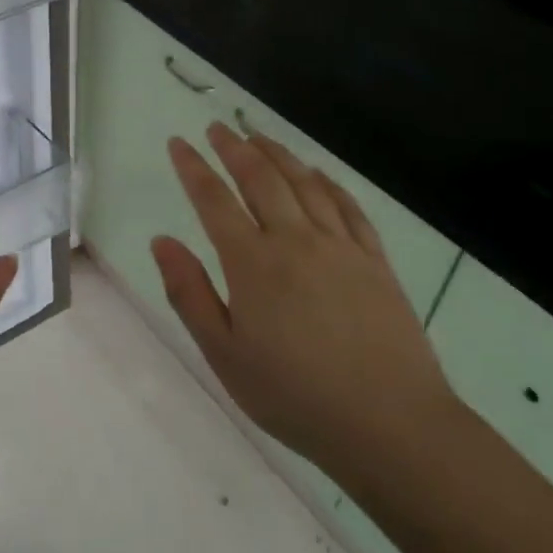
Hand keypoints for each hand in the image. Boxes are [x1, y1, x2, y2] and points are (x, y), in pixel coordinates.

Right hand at [151, 123, 457, 470]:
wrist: (389, 424)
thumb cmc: (294, 395)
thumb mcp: (224, 354)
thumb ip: (190, 293)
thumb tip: (162, 241)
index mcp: (253, 263)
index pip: (214, 200)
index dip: (193, 167)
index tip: (178, 143)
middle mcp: (296, 241)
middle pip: (261, 178)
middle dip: (234, 148)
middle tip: (217, 128)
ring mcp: (341, 246)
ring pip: (304, 183)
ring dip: (277, 154)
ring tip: (258, 136)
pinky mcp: (375, 260)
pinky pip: (347, 206)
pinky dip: (327, 181)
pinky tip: (317, 173)